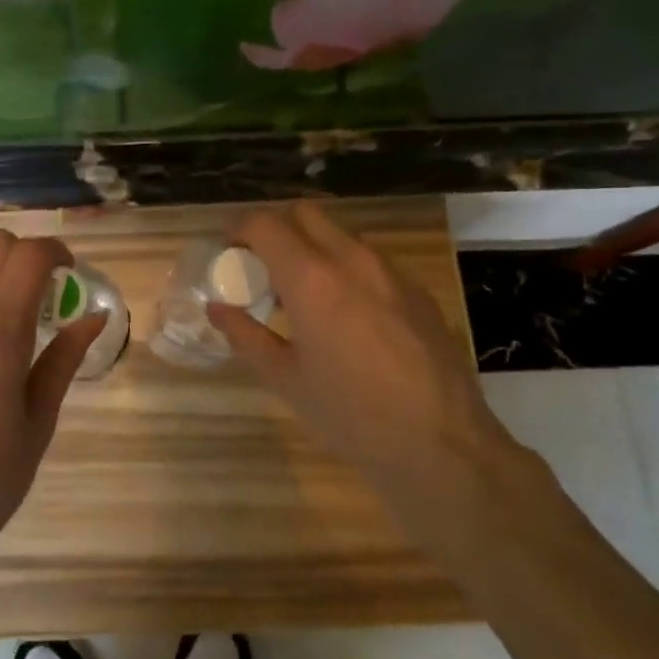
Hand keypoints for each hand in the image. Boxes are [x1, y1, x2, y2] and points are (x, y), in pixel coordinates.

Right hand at [209, 204, 515, 548]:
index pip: (265, 224)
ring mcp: (391, 271)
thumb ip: (245, 335)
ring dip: (313, 248)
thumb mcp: (286, 379)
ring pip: (341, 235)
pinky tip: (347, 315)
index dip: (239, 227)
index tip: (229, 247)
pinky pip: (371, 261)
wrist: (441, 445)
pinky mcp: (418, 290)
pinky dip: (346, 269)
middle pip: (306, 213)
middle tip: (263, 266)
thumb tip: (217, 309)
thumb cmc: (350, 415)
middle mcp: (352, 260)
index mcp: (312, 279)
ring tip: (304, 294)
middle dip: (277, 227)